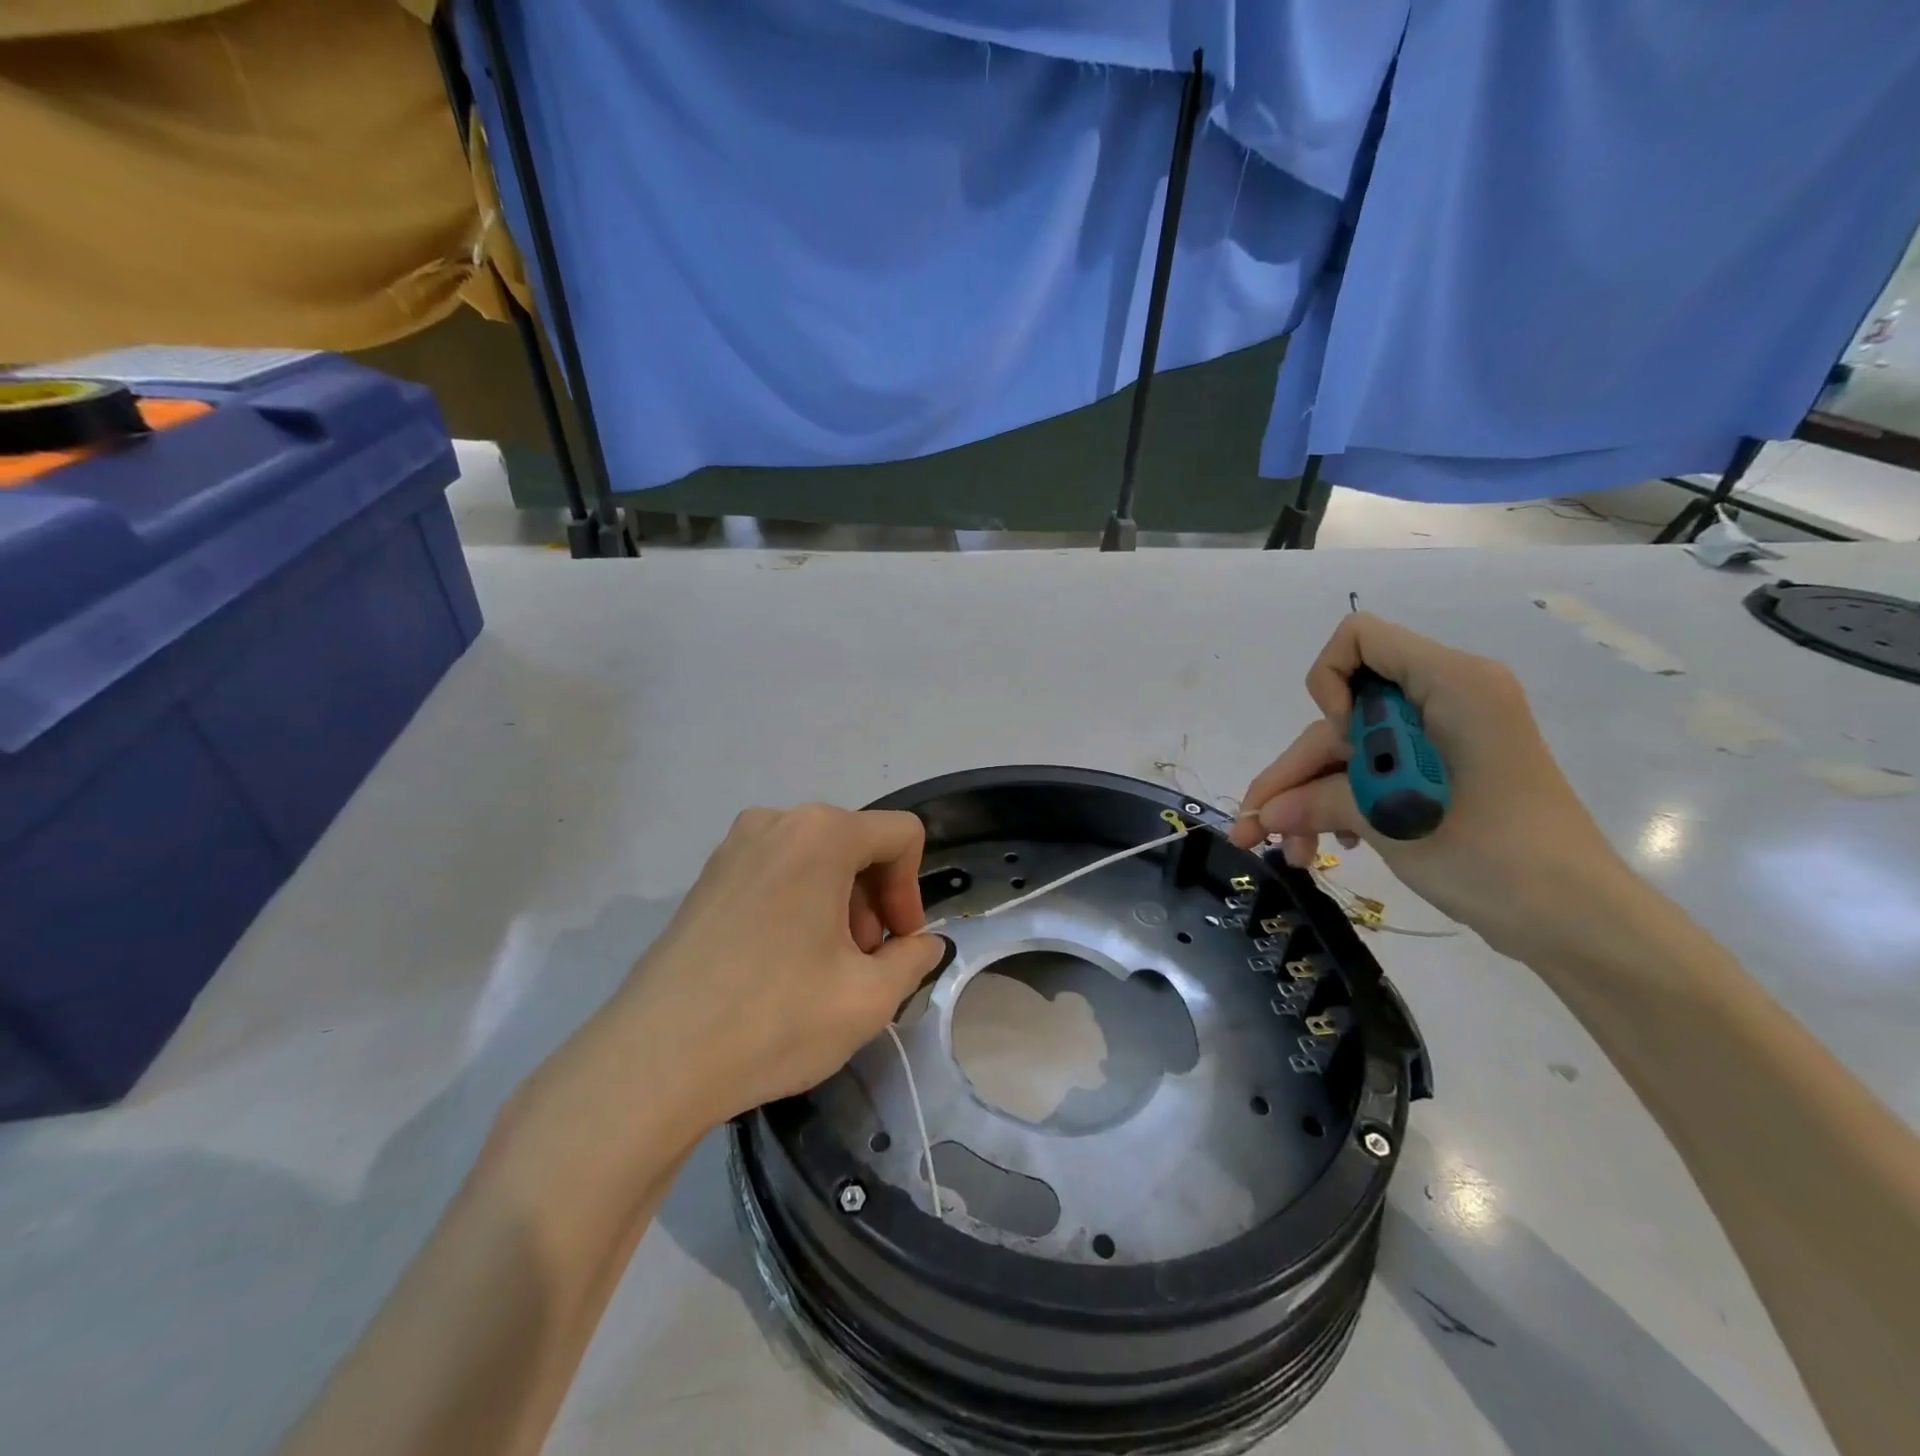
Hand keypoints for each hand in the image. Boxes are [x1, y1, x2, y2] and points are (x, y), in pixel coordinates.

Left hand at [612, 804, 944, 1129]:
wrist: (653, 1062)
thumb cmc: (774, 1019)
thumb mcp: (868, 998)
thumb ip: (913, 960)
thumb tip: (924, 945)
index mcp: (821, 834)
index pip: (901, 836)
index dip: (912, 891)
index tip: (898, 946)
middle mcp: (775, 822)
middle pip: (856, 844)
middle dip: (874, 901)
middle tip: (863, 963)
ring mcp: (732, 848)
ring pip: (815, 860)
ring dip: (837, 905)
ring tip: (823, 969)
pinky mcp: (705, 879)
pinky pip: (775, 874)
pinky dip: (797, 906)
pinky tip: (781, 965)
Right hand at [1229, 613, 1630, 961]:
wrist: (1577, 922)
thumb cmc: (1499, 858)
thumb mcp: (1396, 822)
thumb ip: (1321, 803)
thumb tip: (1262, 812)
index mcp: (1451, 684)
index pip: (1359, 640)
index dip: (1329, 682)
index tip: (1336, 740)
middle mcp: (1442, 698)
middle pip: (1340, 716)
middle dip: (1296, 771)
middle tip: (1255, 829)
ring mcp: (1440, 737)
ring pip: (1347, 751)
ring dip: (1310, 798)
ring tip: (1289, 852)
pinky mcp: (1438, 771)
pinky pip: (1372, 771)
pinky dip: (1341, 804)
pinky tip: (1325, 844)